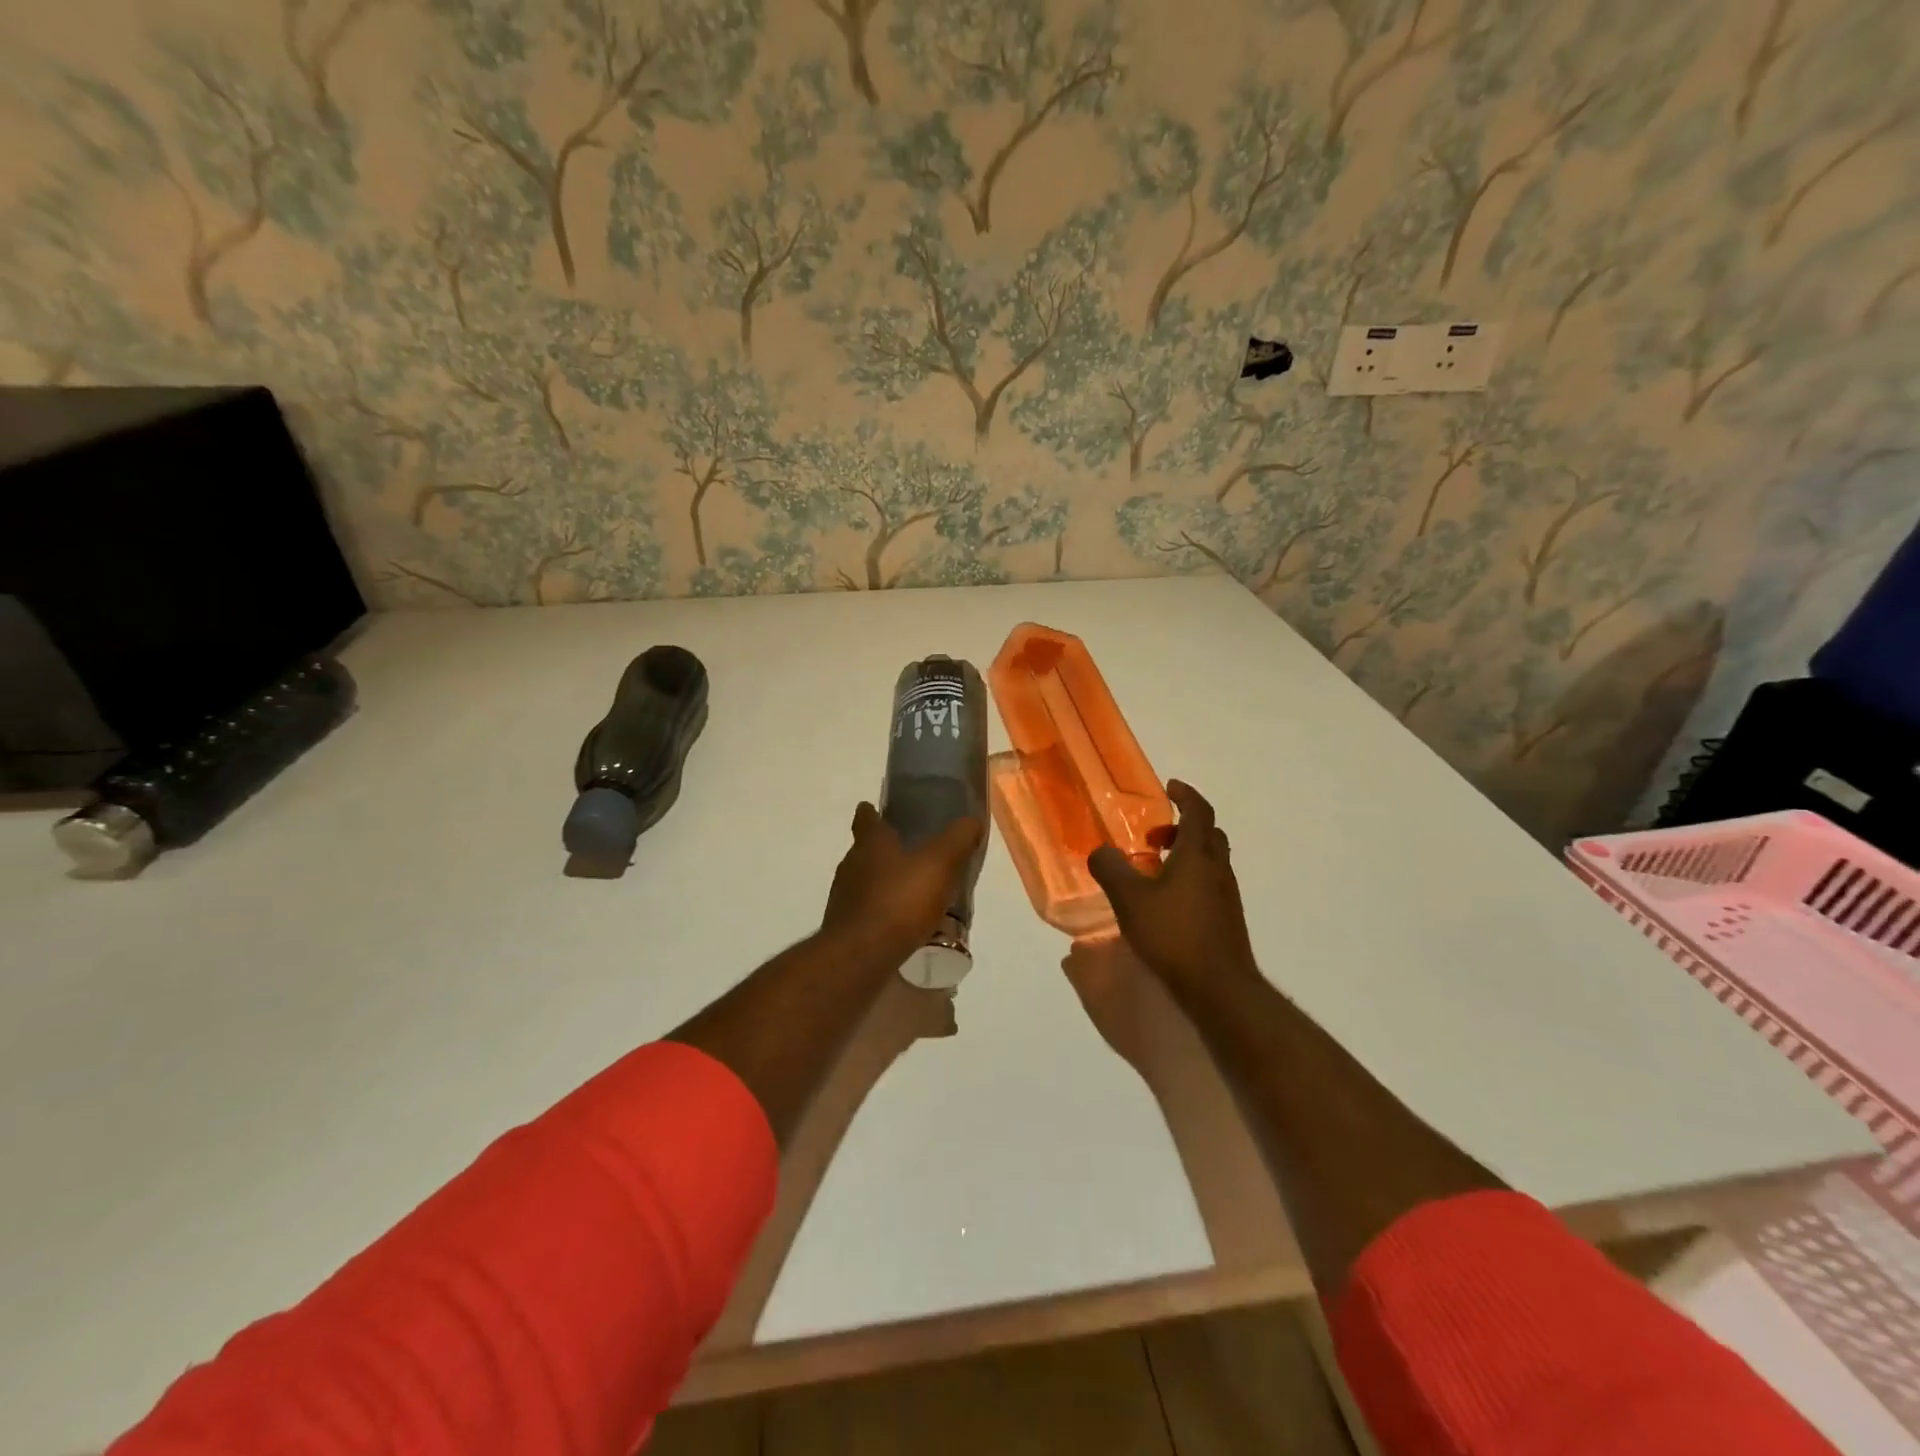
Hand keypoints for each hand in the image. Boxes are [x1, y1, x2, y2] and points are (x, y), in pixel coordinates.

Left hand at [822, 802, 984, 965]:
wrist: (860, 957)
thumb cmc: (900, 901)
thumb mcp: (940, 863)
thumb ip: (957, 840)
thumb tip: (971, 820)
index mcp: (870, 844)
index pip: (866, 818)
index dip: (873, 813)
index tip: (880, 812)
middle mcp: (851, 866)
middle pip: (866, 851)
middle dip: (886, 852)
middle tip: (914, 856)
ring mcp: (845, 899)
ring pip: (866, 884)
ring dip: (887, 886)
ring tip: (915, 895)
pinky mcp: (846, 929)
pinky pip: (869, 914)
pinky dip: (885, 915)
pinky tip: (905, 927)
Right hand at [1087, 780, 1258, 991]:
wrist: (1219, 988)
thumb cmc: (1174, 934)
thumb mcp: (1130, 900)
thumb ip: (1111, 870)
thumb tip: (1100, 851)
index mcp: (1198, 855)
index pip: (1198, 811)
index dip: (1186, 795)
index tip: (1170, 787)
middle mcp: (1217, 869)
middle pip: (1208, 834)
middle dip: (1183, 827)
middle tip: (1154, 836)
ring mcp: (1226, 896)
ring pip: (1210, 861)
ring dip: (1185, 855)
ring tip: (1153, 871)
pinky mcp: (1226, 919)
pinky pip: (1209, 884)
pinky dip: (1190, 879)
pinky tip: (1166, 903)